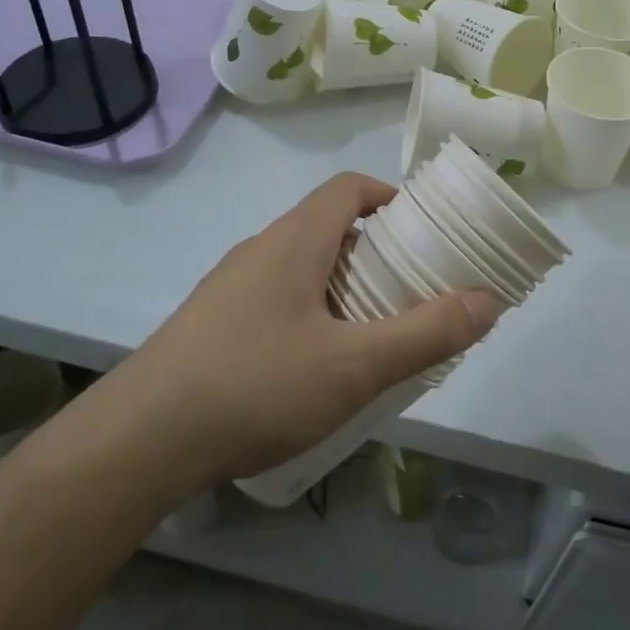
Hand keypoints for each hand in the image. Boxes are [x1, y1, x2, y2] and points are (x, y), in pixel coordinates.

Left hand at [118, 173, 502, 484]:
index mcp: (295, 240)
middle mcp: (259, 250)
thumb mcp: (355, 366)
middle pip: (327, 227)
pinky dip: (309, 314)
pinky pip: (274, 300)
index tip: (426, 231)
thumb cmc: (256, 385)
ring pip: (300, 267)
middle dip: (376, 251)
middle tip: (412, 291)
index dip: (391, 198)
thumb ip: (427, 333)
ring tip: (373, 334)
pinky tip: (315, 369)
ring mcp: (229, 287)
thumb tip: (489, 300)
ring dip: (342, 287)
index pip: (348, 188)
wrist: (141, 441)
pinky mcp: (211, 324)